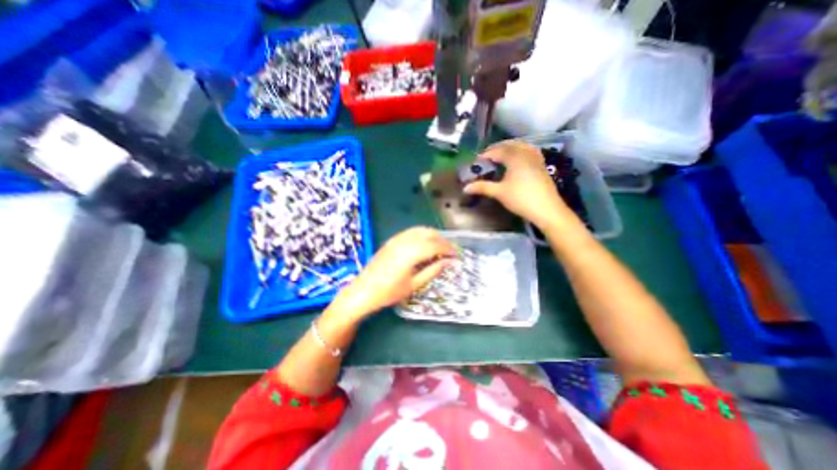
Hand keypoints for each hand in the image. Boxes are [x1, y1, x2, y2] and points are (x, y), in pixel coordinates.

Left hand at [333, 226, 456, 318]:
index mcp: (412, 252)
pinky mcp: (391, 240)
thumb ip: (433, 270)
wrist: (363, 291)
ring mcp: (397, 239)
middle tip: (450, 251)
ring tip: (440, 248)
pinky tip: (424, 244)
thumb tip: (450, 262)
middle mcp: (405, 240)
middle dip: (443, 240)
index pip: (436, 245)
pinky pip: (411, 232)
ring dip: (433, 236)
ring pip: (420, 230)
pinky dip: (422, 235)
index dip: (449, 249)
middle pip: (429, 234)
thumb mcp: (414, 284)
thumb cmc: (389, 292)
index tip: (457, 256)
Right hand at [461, 140, 579, 228]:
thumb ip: (482, 187)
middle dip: (497, 149)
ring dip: (509, 148)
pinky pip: (529, 151)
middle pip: (509, 145)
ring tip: (500, 156)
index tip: (477, 161)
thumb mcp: (499, 193)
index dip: (486, 155)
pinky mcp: (541, 165)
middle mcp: (526, 153)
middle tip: (486, 157)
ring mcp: (536, 158)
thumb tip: (465, 188)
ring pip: (521, 146)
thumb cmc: (521, 199)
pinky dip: (520, 151)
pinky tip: (518, 158)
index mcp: (515, 157)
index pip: (497, 151)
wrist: (547, 209)